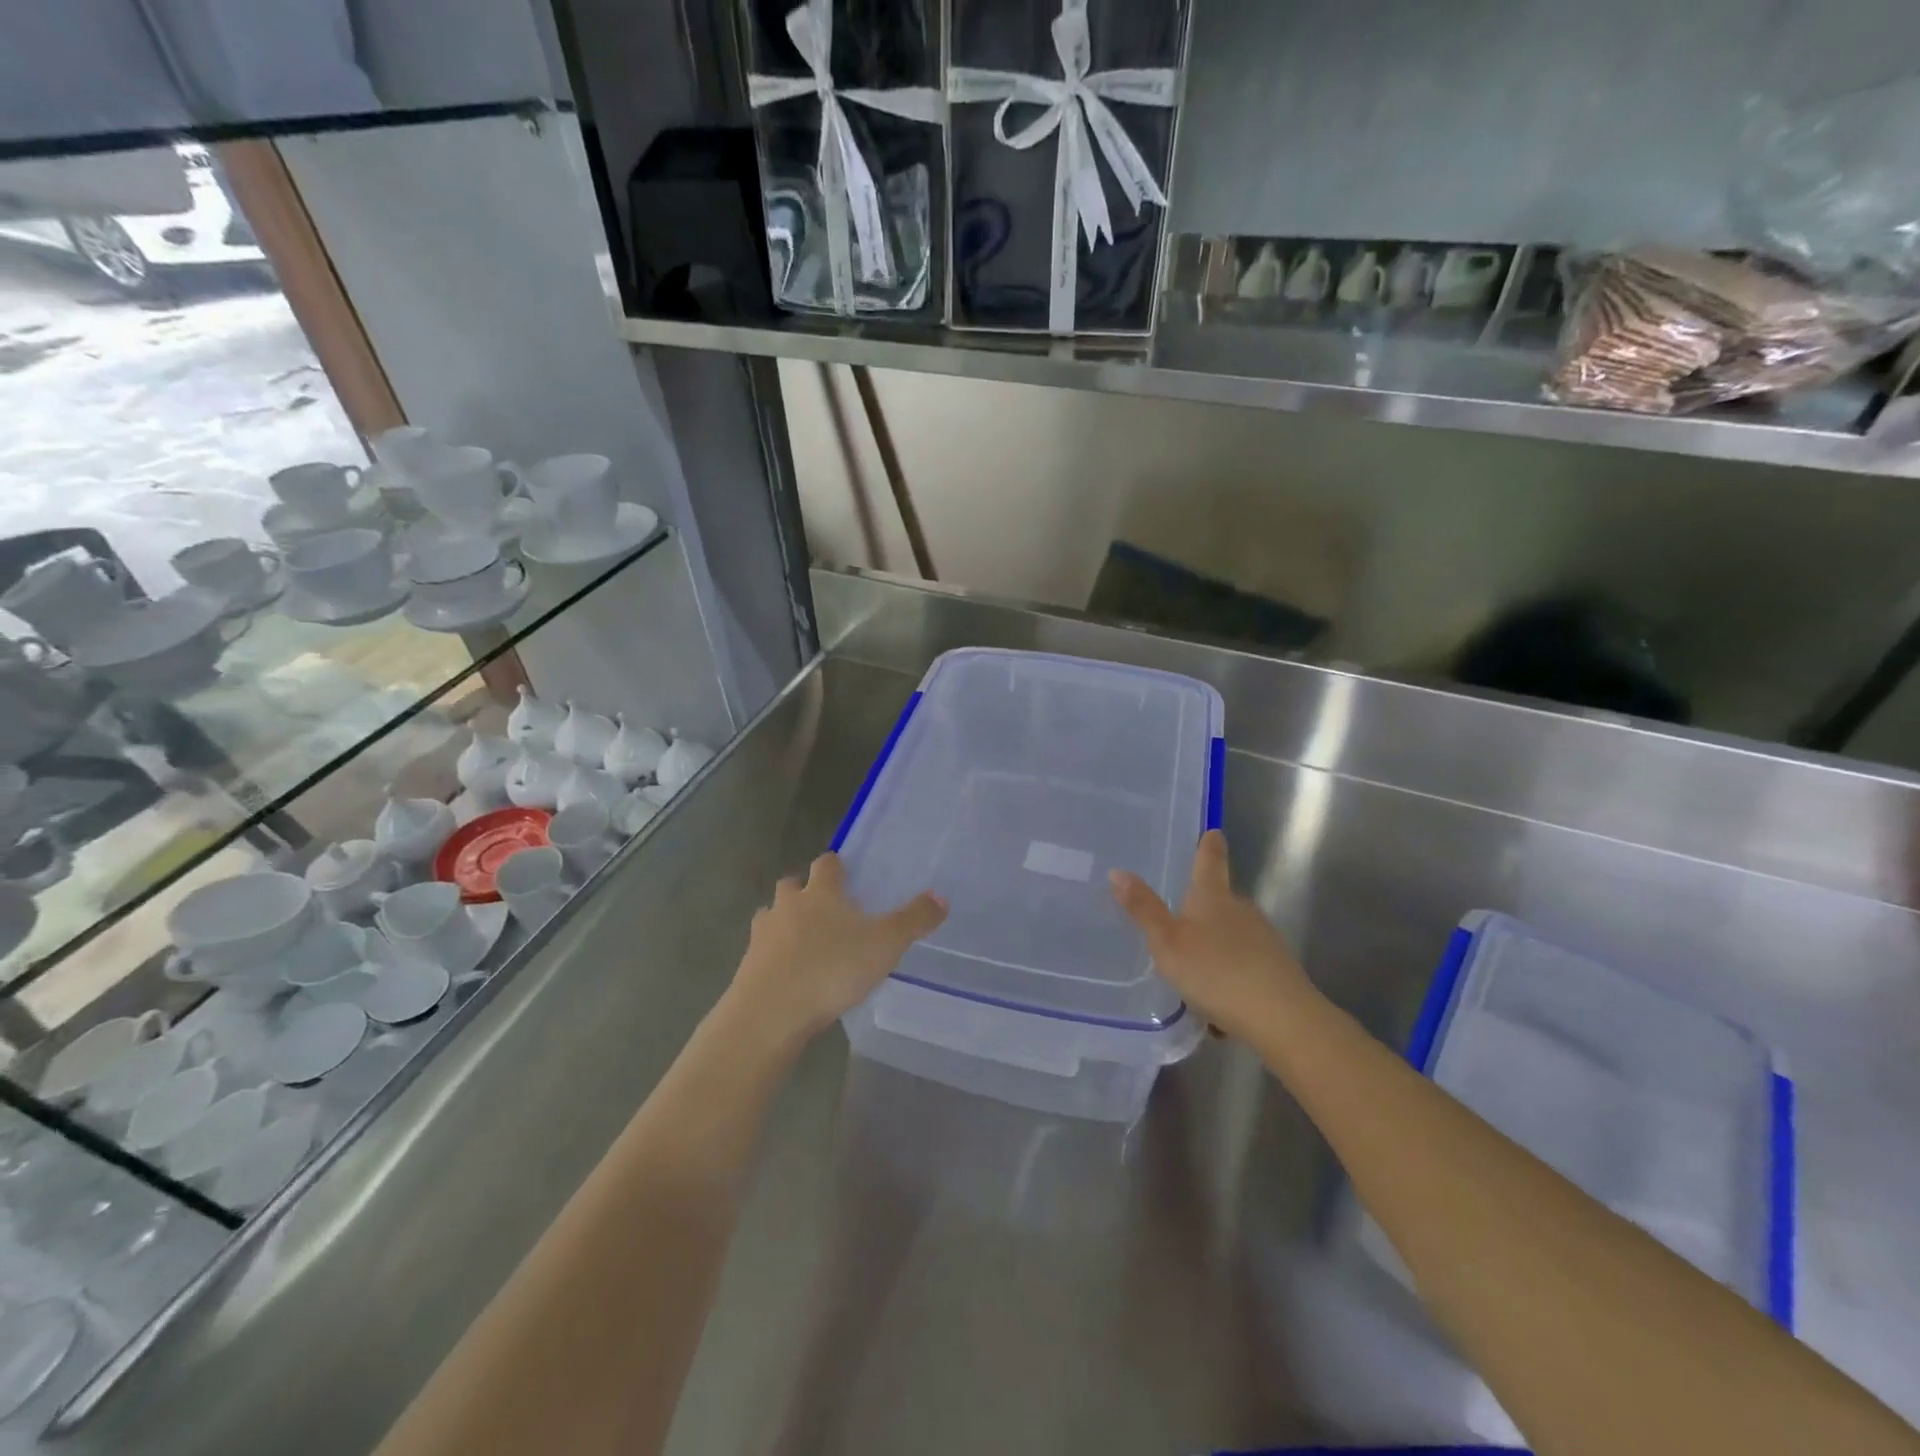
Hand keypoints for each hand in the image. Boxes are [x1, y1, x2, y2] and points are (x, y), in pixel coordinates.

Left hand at [724, 853, 945, 1051]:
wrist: (770, 1012)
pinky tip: (789, 974)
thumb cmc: (831, 969)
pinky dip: (774, 955)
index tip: (845, 873)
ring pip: (772, 915)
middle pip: (791, 885)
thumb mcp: (885, 944)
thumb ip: (914, 920)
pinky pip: (762, 951)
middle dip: (804, 890)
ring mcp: (763, 934)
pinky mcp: (747, 965)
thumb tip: (941, 896)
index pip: (826, 864)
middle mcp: (788, 905)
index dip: (835, 866)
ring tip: (804, 942)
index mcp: (821, 892)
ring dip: (784, 922)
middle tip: (825, 908)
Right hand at [1110, 830, 1310, 1039]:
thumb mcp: (1168, 943)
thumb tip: (1117, 871)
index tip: (1213, 832)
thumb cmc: (1216, 972)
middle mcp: (1241, 909)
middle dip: (1204, 905)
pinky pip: (1245, 961)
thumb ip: (1144, 910)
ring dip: (1216, 943)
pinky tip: (1219, 997)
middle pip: (1221, 898)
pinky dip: (1231, 971)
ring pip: (1233, 932)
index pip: (1210, 861)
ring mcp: (1264, 937)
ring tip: (1194, 967)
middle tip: (1180, 917)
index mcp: (1213, 897)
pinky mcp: (1277, 967)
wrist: (1282, 1017)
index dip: (1209, 846)